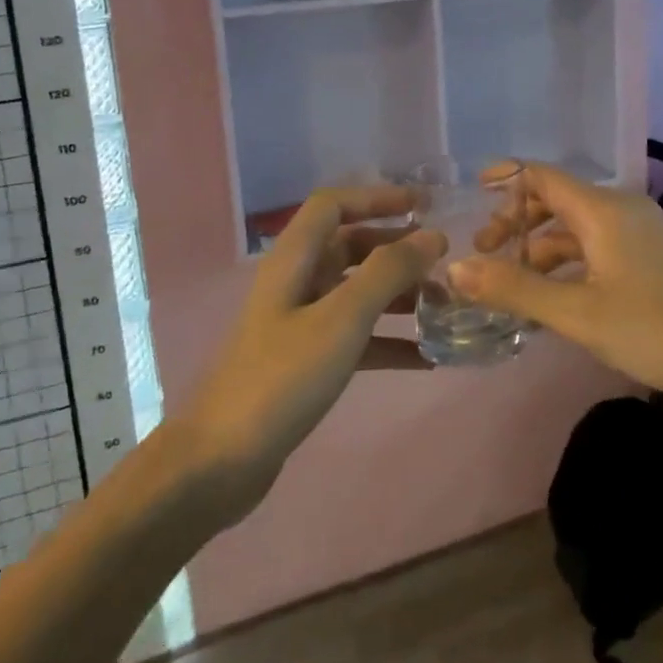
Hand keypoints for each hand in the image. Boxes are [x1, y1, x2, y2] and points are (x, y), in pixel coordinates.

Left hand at [182, 185, 444, 513]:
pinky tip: (427, 359)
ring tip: (444, 307)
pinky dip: (389, 341)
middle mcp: (297, 282)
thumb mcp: (342, 318)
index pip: (334, 205)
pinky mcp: (306, 362)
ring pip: (357, 292)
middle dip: (397, 249)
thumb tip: (433, 234)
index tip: (423, 206)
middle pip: (351, 247)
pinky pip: (357, 338)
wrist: (218, 464)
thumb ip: (389, 272)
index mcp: (295, 259)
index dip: (376, 197)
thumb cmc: (281, 378)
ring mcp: (300, 324)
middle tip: (443, 261)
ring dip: (399, 294)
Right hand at [452, 163, 662, 401]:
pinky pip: (597, 247)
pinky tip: (556, 298)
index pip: (540, 175)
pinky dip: (568, 263)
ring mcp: (639, 232)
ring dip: (540, 249)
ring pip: (576, 228)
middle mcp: (619, 209)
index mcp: (600, 209)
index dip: (504, 180)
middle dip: (516, 222)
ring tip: (512, 286)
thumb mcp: (580, 314)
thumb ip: (516, 289)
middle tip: (485, 257)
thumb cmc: (660, 326)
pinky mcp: (653, 256)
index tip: (470, 198)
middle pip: (555, 200)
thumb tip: (456, 267)